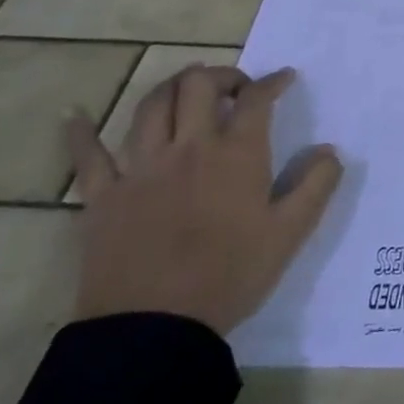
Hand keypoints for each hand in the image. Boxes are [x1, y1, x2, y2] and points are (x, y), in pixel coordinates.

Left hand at [64, 65, 343, 336]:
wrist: (154, 328)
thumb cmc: (230, 275)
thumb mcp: (291, 232)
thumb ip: (317, 185)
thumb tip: (329, 150)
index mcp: (237, 154)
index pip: (257, 100)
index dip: (273, 82)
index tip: (284, 79)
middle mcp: (189, 148)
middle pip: (199, 86)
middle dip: (222, 75)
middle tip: (236, 87)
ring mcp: (141, 168)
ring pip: (151, 106)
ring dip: (172, 87)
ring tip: (186, 88)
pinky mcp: (103, 196)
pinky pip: (86, 155)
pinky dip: (79, 130)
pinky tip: (74, 113)